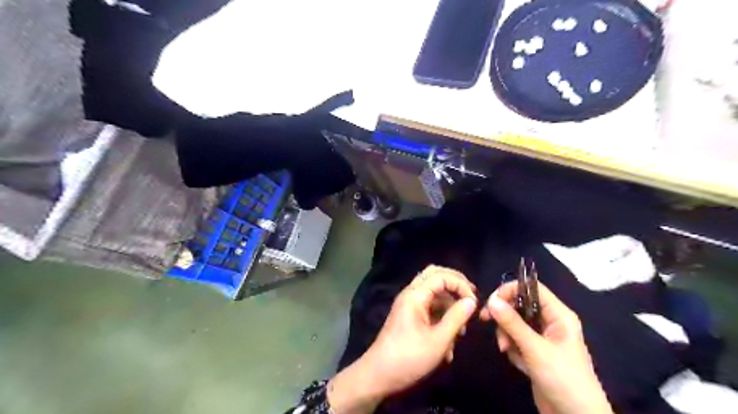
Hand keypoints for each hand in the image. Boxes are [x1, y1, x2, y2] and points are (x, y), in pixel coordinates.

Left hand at [328, 267, 478, 411]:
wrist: (378, 375)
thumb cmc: (409, 358)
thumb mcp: (438, 340)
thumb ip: (456, 318)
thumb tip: (471, 301)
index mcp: (415, 295)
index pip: (441, 276)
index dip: (460, 285)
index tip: (474, 303)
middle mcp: (411, 294)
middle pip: (435, 276)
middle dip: (455, 285)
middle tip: (471, 298)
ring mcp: (409, 305)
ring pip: (433, 294)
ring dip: (449, 306)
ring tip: (462, 331)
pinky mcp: (409, 317)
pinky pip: (429, 308)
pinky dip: (441, 319)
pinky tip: (449, 344)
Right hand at [483, 281, 614, 413]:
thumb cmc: (562, 378)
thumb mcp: (535, 348)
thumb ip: (512, 323)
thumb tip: (491, 299)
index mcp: (558, 315)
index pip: (532, 289)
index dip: (511, 290)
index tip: (491, 300)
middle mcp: (550, 322)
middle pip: (520, 305)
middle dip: (505, 315)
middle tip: (486, 319)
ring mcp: (543, 338)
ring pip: (516, 324)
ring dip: (507, 334)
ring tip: (506, 349)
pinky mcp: (536, 353)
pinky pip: (517, 340)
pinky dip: (513, 348)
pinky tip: (517, 361)